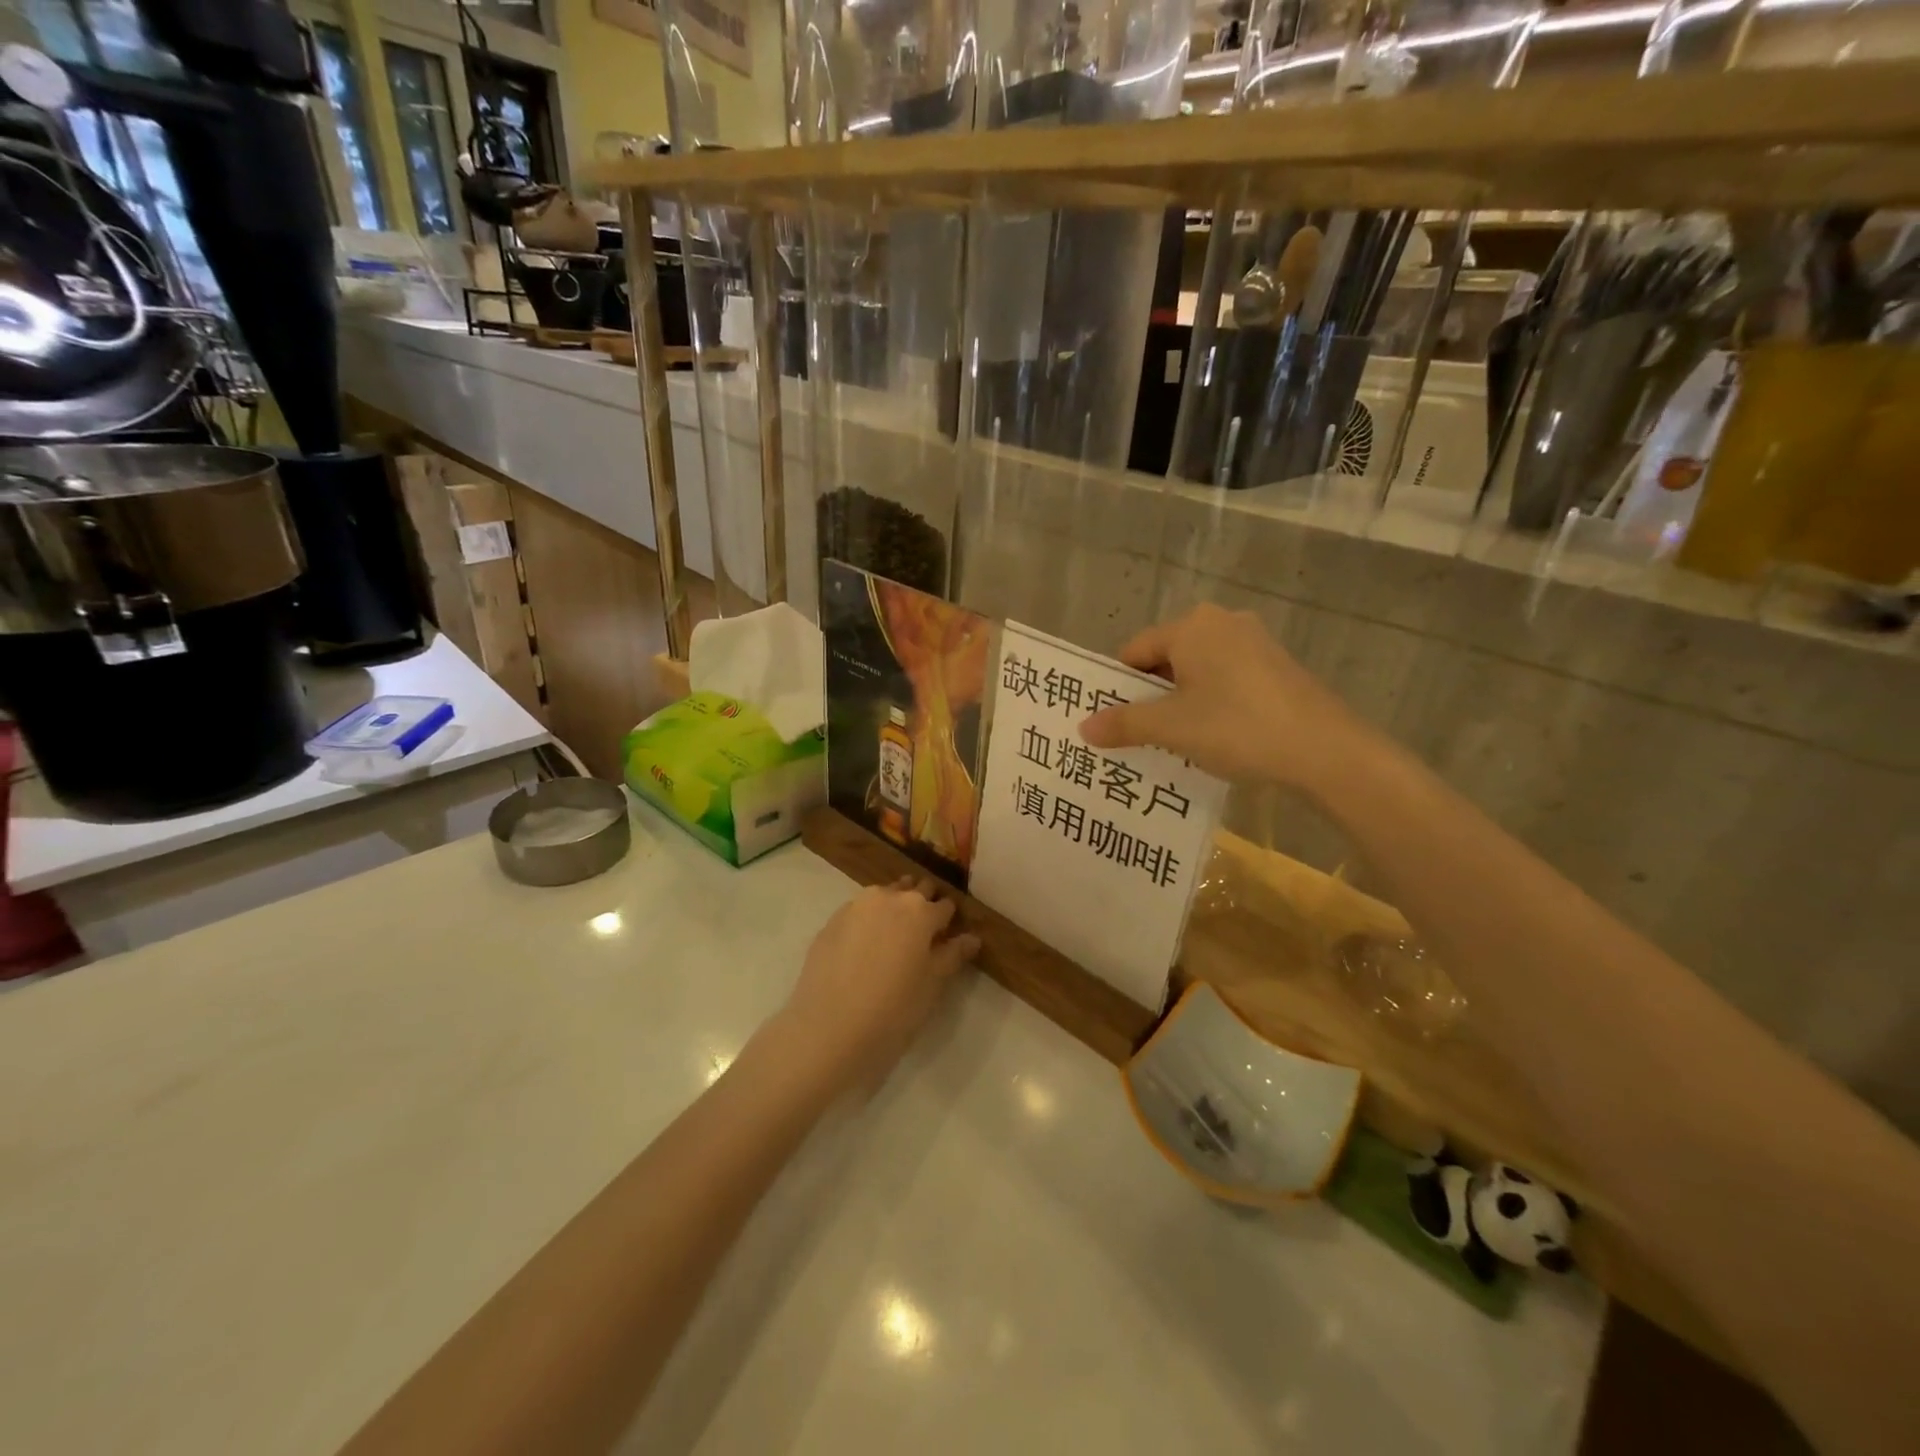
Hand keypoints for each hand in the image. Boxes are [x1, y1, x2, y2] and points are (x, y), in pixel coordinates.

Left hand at [781, 878, 979, 1088]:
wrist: (829, 1029)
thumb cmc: (894, 1009)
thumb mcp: (932, 985)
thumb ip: (952, 955)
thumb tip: (972, 938)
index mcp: (920, 911)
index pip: (944, 906)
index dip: (949, 921)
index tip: (948, 935)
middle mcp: (888, 898)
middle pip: (914, 891)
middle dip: (922, 906)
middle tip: (922, 935)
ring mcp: (855, 907)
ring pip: (884, 896)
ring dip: (893, 909)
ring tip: (893, 939)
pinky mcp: (831, 922)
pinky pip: (858, 912)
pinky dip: (867, 922)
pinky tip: (864, 949)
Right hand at [1078, 604, 1369, 790]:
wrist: (1326, 750)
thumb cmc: (1237, 727)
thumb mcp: (1172, 728)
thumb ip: (1124, 724)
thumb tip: (1083, 727)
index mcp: (1191, 626)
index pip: (1135, 651)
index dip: (1119, 687)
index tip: (1115, 723)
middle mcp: (1221, 622)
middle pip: (1166, 658)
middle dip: (1150, 696)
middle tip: (1141, 735)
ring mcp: (1254, 642)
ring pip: (1197, 670)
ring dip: (1180, 702)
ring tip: (1176, 741)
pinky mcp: (1277, 665)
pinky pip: (1226, 678)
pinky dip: (1212, 702)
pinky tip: (1217, 736)